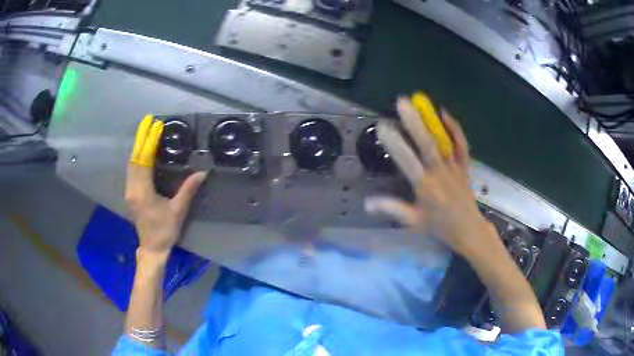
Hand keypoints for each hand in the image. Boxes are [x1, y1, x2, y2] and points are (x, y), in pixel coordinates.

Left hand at [125, 116, 207, 257]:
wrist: (152, 248)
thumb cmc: (165, 231)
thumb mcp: (178, 211)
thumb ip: (188, 190)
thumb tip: (203, 172)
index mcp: (143, 192)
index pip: (144, 161)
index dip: (150, 142)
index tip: (157, 126)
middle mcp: (132, 189)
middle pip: (134, 158)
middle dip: (141, 138)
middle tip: (147, 120)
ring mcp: (129, 191)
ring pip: (131, 163)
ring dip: (138, 145)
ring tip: (145, 130)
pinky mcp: (130, 194)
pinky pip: (131, 170)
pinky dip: (136, 156)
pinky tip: (142, 149)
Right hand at [365, 97, 496, 256]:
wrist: (468, 230)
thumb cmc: (439, 226)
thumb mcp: (413, 221)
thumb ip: (392, 209)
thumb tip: (367, 203)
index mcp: (425, 187)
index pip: (408, 162)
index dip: (395, 144)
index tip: (382, 127)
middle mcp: (440, 174)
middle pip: (427, 145)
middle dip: (414, 123)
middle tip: (402, 102)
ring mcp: (454, 168)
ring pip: (443, 142)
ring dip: (431, 121)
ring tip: (420, 101)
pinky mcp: (464, 166)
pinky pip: (462, 145)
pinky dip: (455, 129)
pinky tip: (444, 114)